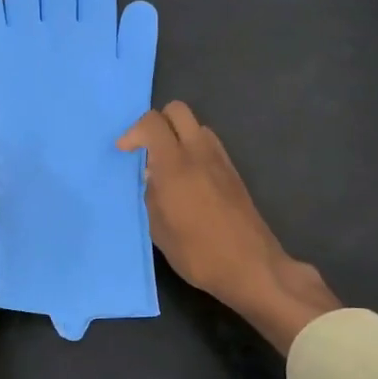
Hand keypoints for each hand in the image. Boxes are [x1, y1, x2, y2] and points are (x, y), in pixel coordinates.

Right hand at [118, 102, 338, 353]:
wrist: (253, 268)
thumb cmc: (199, 254)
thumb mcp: (160, 230)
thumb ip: (152, 196)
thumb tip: (153, 178)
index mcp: (176, 165)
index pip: (153, 123)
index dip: (133, 132)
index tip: (124, 152)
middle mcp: (200, 153)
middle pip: (177, 111)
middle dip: (157, 123)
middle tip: (146, 150)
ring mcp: (221, 161)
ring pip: (196, 126)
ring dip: (177, 136)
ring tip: (166, 168)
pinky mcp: (234, 173)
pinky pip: (209, 145)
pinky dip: (193, 150)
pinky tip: (187, 182)